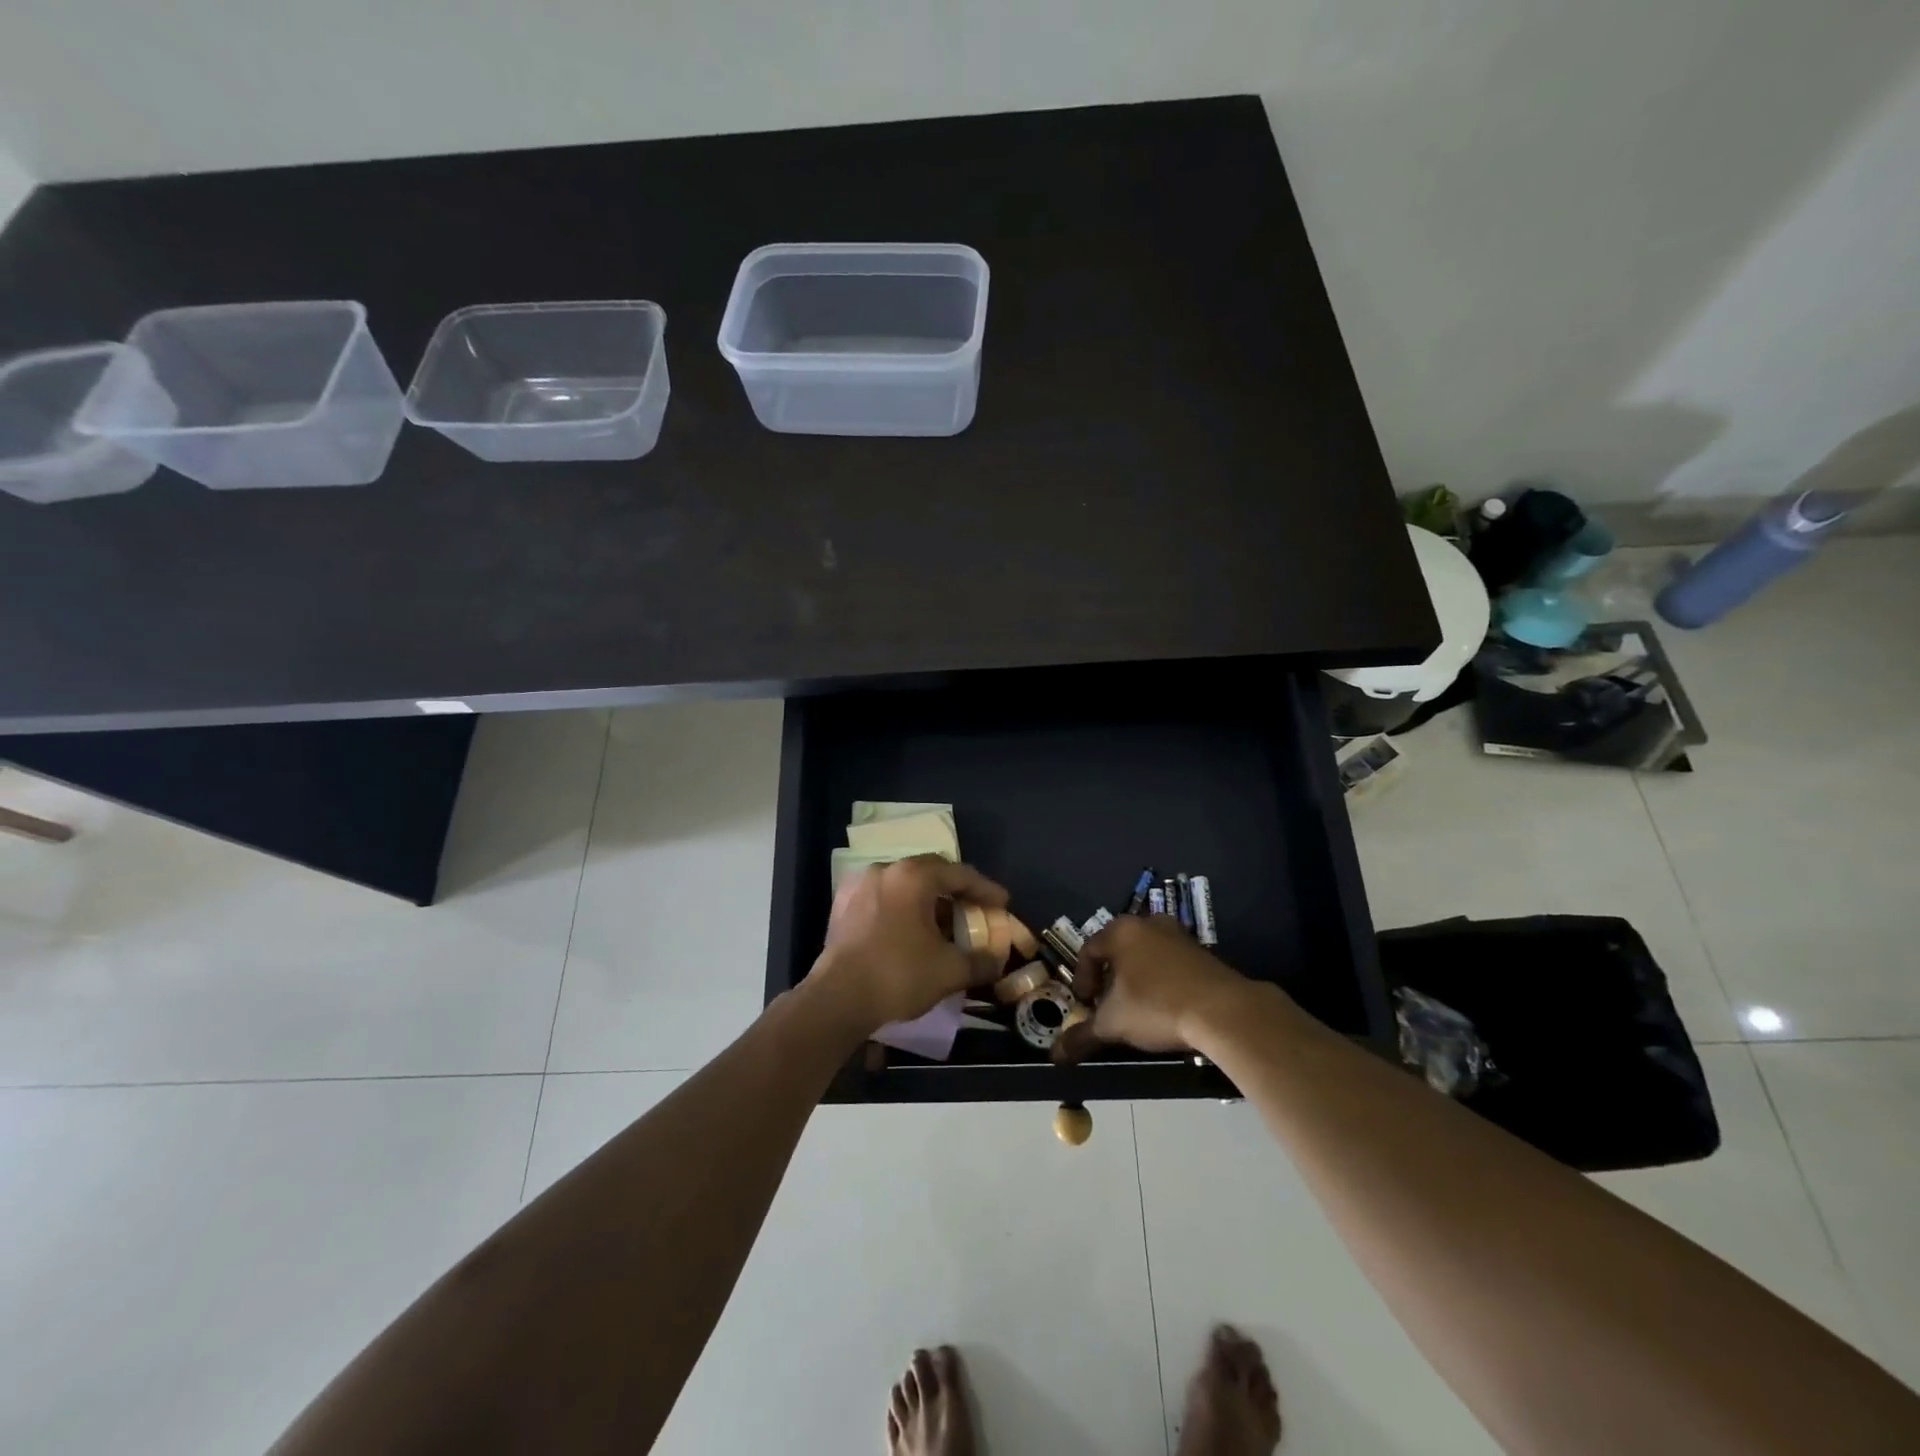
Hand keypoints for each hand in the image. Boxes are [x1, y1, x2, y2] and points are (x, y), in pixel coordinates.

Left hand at [808, 855, 1009, 1033]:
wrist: (837, 1000)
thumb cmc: (898, 975)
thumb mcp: (950, 970)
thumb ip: (980, 961)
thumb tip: (997, 961)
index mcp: (913, 876)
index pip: (960, 874)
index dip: (986, 889)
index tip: (1003, 903)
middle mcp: (886, 870)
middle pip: (931, 873)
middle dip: (956, 891)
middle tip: (975, 910)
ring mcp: (860, 886)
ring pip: (905, 886)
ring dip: (929, 901)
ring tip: (944, 924)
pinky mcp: (843, 907)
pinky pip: (884, 899)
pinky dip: (904, 910)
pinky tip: (912, 932)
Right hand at [1054, 913, 1270, 1059]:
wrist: (1222, 1010)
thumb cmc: (1155, 1006)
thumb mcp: (1113, 1024)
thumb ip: (1082, 1036)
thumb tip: (1055, 1056)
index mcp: (1120, 931)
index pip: (1089, 950)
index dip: (1082, 979)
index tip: (1085, 1004)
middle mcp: (1148, 923)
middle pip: (1118, 949)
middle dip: (1109, 978)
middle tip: (1108, 1005)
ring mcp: (1178, 935)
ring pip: (1145, 955)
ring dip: (1137, 979)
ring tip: (1137, 1009)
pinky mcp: (1202, 952)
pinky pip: (1170, 963)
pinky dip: (1162, 981)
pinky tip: (1166, 1008)